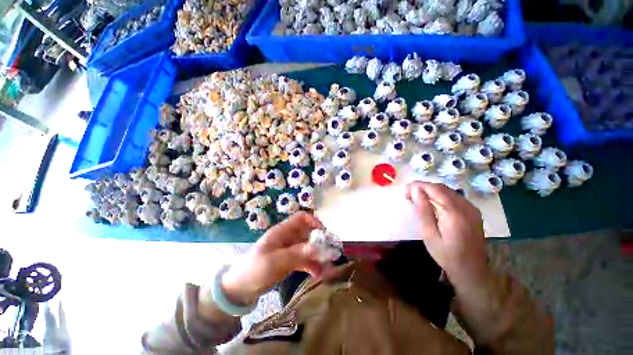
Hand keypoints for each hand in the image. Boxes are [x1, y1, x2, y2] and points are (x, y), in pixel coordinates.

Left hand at [221, 212, 327, 304]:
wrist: (241, 288)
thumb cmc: (256, 269)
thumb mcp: (276, 261)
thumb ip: (298, 253)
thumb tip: (319, 247)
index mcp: (283, 231)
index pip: (301, 218)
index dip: (314, 221)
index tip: (324, 234)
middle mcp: (288, 237)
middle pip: (308, 233)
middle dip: (320, 242)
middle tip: (331, 252)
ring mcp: (289, 249)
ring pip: (308, 247)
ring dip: (318, 255)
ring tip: (328, 267)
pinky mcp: (290, 261)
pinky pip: (304, 259)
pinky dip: (312, 265)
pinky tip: (319, 274)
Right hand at [405, 182, 488, 288]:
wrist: (471, 270)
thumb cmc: (446, 254)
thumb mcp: (429, 234)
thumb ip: (423, 210)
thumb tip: (415, 190)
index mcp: (454, 213)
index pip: (434, 189)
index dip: (417, 186)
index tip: (405, 191)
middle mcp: (466, 206)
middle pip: (441, 188)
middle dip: (423, 187)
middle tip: (408, 196)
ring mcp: (471, 208)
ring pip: (447, 191)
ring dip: (430, 191)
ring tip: (417, 199)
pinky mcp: (473, 212)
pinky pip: (454, 197)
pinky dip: (440, 196)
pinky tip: (432, 204)